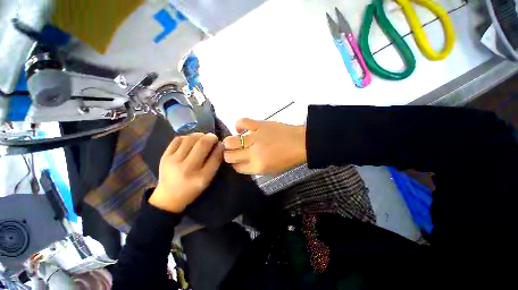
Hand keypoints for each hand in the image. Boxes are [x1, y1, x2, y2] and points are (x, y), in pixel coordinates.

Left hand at [149, 133, 223, 212]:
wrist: (168, 197)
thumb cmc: (192, 189)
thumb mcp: (208, 180)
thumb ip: (215, 163)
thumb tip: (219, 145)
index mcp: (201, 177)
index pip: (215, 157)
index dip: (220, 147)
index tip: (221, 144)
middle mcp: (187, 168)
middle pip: (202, 144)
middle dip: (211, 137)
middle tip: (213, 138)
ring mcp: (173, 161)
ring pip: (190, 139)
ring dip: (200, 135)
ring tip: (203, 138)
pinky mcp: (164, 156)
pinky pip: (178, 139)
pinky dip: (187, 137)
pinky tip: (190, 141)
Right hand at [223, 118, 306, 174]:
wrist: (301, 143)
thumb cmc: (288, 159)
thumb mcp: (271, 170)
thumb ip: (255, 168)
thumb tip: (243, 162)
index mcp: (258, 167)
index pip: (237, 168)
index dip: (235, 165)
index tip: (237, 162)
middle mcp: (253, 153)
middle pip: (230, 156)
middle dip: (228, 155)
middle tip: (232, 152)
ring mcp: (255, 138)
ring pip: (230, 141)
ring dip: (228, 142)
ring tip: (232, 141)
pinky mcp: (258, 125)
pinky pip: (242, 122)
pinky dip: (239, 125)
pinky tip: (241, 129)